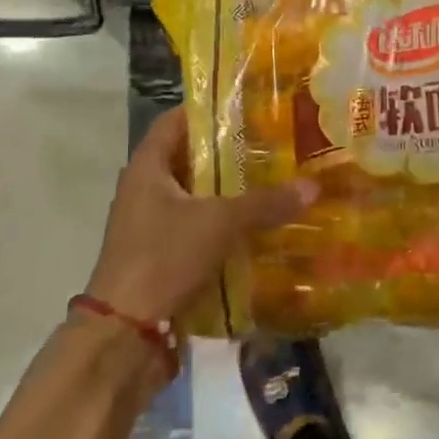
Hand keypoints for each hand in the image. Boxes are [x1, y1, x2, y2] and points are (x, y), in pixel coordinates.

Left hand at [84, 107, 316, 325]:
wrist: (125, 333)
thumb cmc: (163, 257)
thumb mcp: (219, 223)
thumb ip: (265, 203)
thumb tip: (314, 185)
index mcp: (147, 168)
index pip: (175, 121)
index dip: (208, 109)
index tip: (247, 105)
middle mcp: (145, 190)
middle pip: (190, 158)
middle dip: (229, 152)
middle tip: (272, 142)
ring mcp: (151, 225)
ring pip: (196, 196)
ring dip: (229, 190)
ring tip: (274, 180)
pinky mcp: (161, 255)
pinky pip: (197, 227)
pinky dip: (224, 223)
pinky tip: (258, 226)